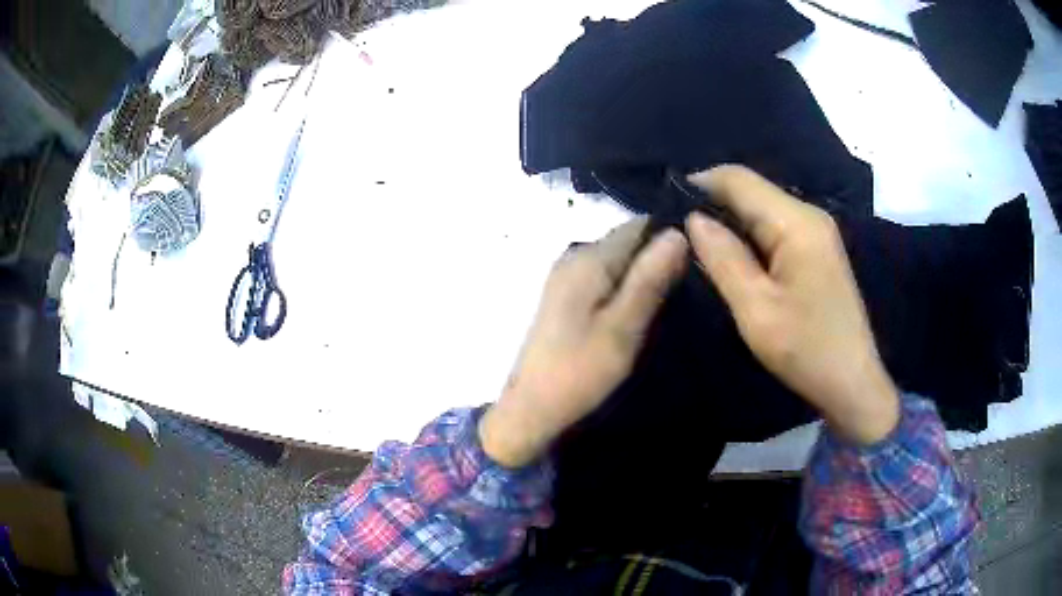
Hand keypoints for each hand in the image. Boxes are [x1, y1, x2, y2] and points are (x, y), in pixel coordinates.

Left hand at [480, 219, 687, 466]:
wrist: (532, 408)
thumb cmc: (580, 371)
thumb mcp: (623, 327)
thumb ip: (650, 278)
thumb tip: (678, 232)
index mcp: (588, 258)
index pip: (639, 226)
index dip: (671, 236)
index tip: (700, 259)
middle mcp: (574, 256)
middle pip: (628, 241)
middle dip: (659, 257)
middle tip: (691, 286)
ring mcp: (567, 276)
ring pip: (618, 261)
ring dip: (644, 275)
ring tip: (673, 300)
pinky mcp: (566, 297)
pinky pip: (606, 278)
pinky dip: (626, 288)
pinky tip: (641, 311)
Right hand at [686, 165, 899, 444]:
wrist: (852, 382)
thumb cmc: (806, 349)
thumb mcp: (755, 309)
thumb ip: (723, 258)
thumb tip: (693, 218)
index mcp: (795, 222)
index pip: (738, 179)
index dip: (699, 184)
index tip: (665, 207)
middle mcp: (809, 215)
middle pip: (751, 190)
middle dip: (713, 203)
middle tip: (677, 232)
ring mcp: (817, 231)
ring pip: (762, 208)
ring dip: (729, 221)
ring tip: (697, 245)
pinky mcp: (817, 248)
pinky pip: (775, 227)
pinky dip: (749, 236)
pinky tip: (732, 257)